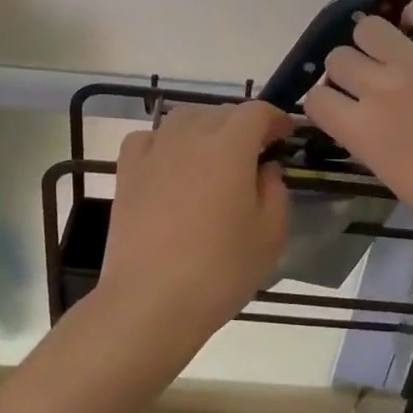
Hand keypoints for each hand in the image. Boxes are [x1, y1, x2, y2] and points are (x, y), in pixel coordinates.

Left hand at [97, 101, 291, 357]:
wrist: (151, 300)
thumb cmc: (220, 270)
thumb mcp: (270, 235)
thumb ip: (275, 191)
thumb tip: (265, 168)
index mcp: (230, 147)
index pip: (257, 111)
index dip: (275, 118)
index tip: (285, 136)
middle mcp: (190, 137)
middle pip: (221, 112)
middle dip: (244, 125)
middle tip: (255, 154)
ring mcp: (154, 151)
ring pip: (184, 118)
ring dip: (206, 128)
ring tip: (214, 156)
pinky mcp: (127, 171)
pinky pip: (149, 138)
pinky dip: (164, 142)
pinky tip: (170, 164)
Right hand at [301, 0, 412, 258]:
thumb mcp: (396, 181)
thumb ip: (370, 144)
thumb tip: (364, 122)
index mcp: (362, 131)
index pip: (315, 99)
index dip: (326, 104)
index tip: (343, 109)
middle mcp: (380, 87)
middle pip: (338, 58)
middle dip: (349, 72)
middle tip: (372, 83)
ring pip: (369, 27)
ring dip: (375, 43)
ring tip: (396, 55)